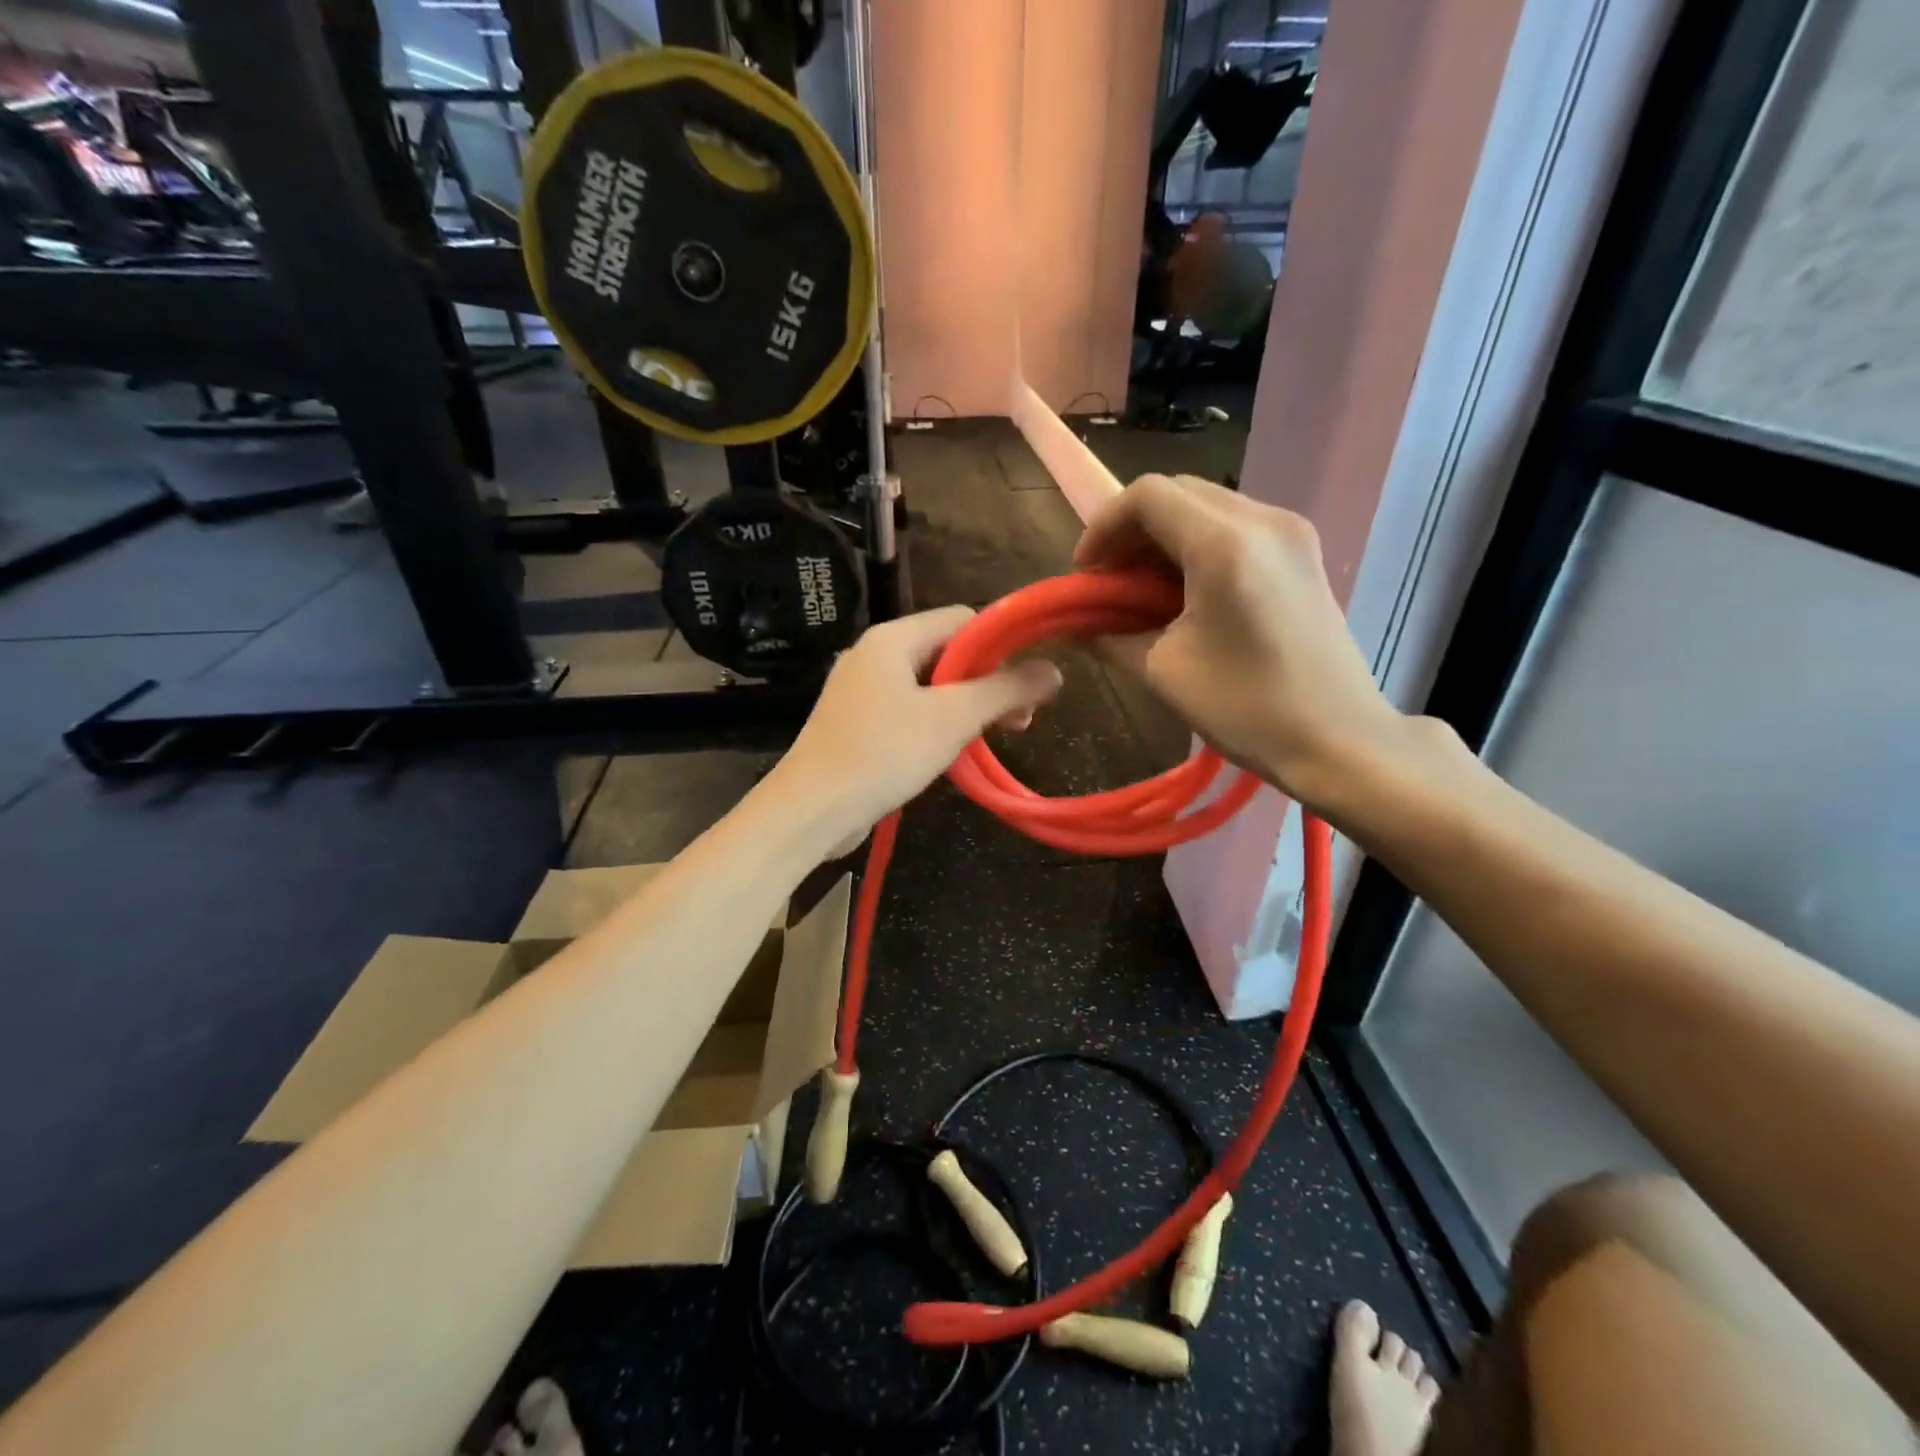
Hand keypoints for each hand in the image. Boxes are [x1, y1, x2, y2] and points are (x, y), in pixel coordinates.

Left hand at [770, 606, 1063, 849]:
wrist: (812, 810)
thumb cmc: (884, 753)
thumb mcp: (953, 719)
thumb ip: (1005, 690)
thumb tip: (1054, 670)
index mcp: (893, 639)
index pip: (961, 619)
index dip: (999, 643)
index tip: (1025, 682)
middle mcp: (873, 656)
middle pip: (946, 653)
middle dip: (986, 682)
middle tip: (1018, 720)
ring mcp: (860, 691)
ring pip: (928, 686)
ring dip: (964, 708)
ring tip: (990, 739)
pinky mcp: (855, 724)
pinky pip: (907, 711)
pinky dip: (934, 725)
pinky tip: (951, 753)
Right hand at [1074, 474, 1404, 805]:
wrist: (1339, 740)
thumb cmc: (1246, 707)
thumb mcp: (1162, 671)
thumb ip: (1110, 636)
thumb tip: (1080, 625)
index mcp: (1224, 544)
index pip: (1147, 495)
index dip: (1103, 526)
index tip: (1087, 574)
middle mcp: (1263, 520)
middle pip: (1178, 493)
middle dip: (1132, 531)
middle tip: (1110, 581)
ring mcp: (1291, 532)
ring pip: (1208, 508)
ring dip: (1165, 539)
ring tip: (1143, 591)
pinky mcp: (1304, 553)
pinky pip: (1237, 528)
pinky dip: (1198, 548)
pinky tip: (1187, 594)